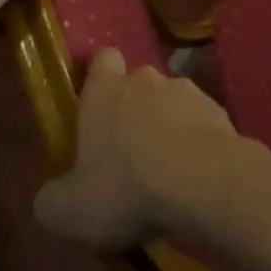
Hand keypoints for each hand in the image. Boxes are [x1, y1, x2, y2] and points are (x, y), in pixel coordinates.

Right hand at [33, 48, 243, 250]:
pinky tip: (197, 177)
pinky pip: (203, 123)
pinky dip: (199, 143)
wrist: (204, 183)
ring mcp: (188, 92)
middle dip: (136, 109)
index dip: (100, 78)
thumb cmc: (126, 187)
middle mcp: (146, 80)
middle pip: (138, 83)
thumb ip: (52, 201)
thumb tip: (50, 199)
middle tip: (131, 153)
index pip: (102, 59)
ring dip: (170, 126)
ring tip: (169, 170)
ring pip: (173, 102)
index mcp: (105, 91)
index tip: (98, 107)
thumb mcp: (70, 211)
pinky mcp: (220, 112)